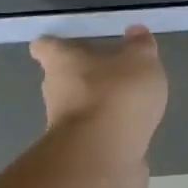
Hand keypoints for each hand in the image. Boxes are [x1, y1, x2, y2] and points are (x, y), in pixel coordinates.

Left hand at [29, 27, 168, 187]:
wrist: (104, 156)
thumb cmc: (116, 95)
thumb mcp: (140, 61)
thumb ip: (140, 46)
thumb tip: (136, 31)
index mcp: (62, 62)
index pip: (47, 47)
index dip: (56, 45)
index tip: (68, 44)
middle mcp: (55, 93)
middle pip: (63, 80)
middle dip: (83, 77)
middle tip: (110, 74)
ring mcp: (65, 127)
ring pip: (79, 110)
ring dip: (99, 108)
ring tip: (129, 105)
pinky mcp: (81, 154)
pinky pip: (96, 137)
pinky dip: (110, 134)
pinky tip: (132, 134)